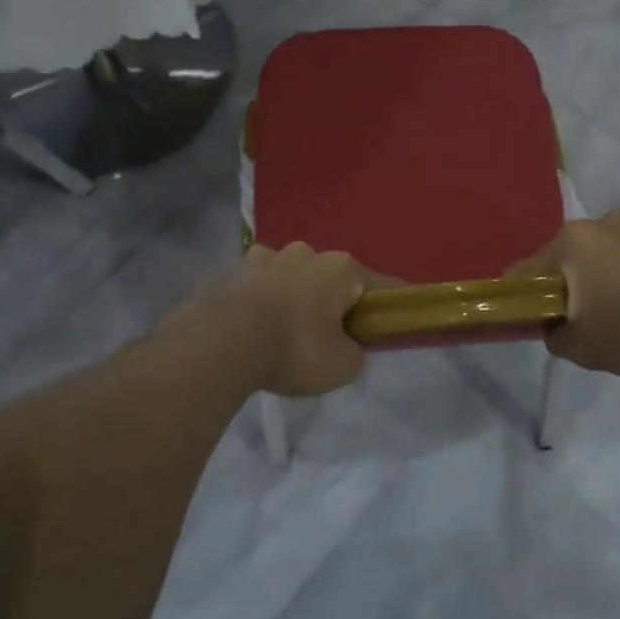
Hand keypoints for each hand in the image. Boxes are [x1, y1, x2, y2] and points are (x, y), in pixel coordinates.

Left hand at [207, 243, 376, 396]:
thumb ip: (355, 353)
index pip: (383, 285)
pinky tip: (255, 324)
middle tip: (331, 334)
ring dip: (296, 295)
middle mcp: (308, 252)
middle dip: (335, 300)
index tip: (396, 320)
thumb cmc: (294, 349)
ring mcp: (267, 256)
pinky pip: (259, 283)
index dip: (393, 304)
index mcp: (342, 269)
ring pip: (293, 275)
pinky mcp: (234, 269)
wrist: (222, 344)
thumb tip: (348, 347)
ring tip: (286, 329)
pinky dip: (262, 298)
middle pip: (333, 277)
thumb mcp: (342, 366)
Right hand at [509, 212, 619, 376]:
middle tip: (589, 317)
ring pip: (612, 251)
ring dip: (613, 273)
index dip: (524, 296)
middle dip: (575, 282)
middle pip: (573, 256)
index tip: (536, 317)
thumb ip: (555, 337)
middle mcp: (603, 221)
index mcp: (572, 242)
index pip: (527, 270)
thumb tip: (555, 327)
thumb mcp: (583, 348)